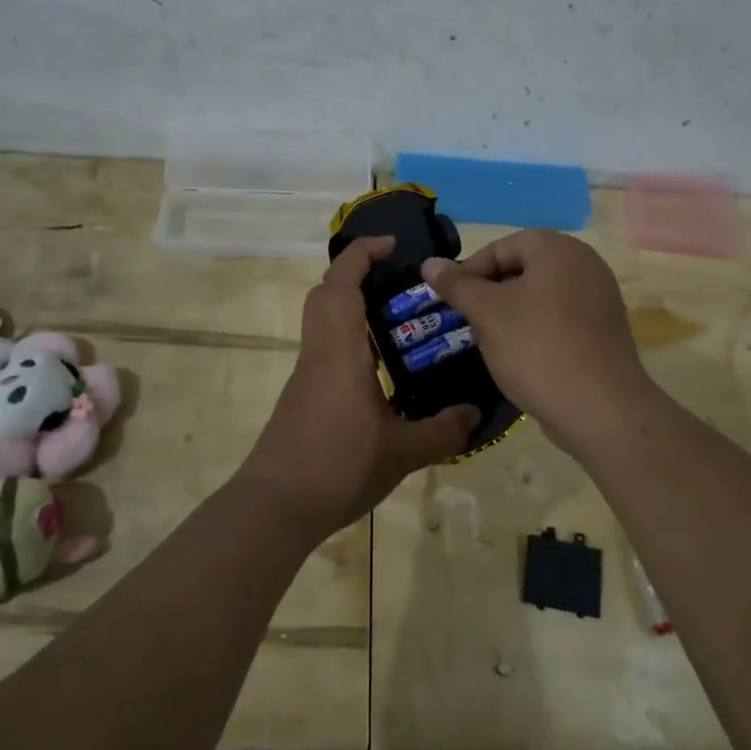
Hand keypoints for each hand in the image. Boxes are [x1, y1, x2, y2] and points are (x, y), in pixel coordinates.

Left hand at [242, 237, 478, 540]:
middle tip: (396, 281)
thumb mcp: (402, 453)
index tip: (392, 243)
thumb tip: (475, 414)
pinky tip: (382, 371)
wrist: (275, 506)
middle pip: (324, 294)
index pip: (341, 283)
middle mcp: (319, 353)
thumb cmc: (337, 466)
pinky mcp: (303, 397)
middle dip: (355, 274)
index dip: (362, 254)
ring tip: (399, 322)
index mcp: (340, 351)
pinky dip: (350, 341)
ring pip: (322, 322)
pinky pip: (325, 350)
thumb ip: (442, 431)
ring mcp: (307, 375)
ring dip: (352, 308)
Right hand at [421, 230, 655, 453]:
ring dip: (511, 313)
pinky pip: (561, 318)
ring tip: (490, 340)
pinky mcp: (604, 331)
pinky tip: (522, 357)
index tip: (452, 299)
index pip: (504, 246)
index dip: (472, 269)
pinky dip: (536, 329)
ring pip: (541, 295)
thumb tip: (430, 263)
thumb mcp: (487, 313)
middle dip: (491, 292)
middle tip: (469, 320)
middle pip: (525, 268)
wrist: (600, 409)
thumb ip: (457, 285)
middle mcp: (586, 265)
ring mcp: (600, 299)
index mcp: (559, 250)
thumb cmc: (536, 348)